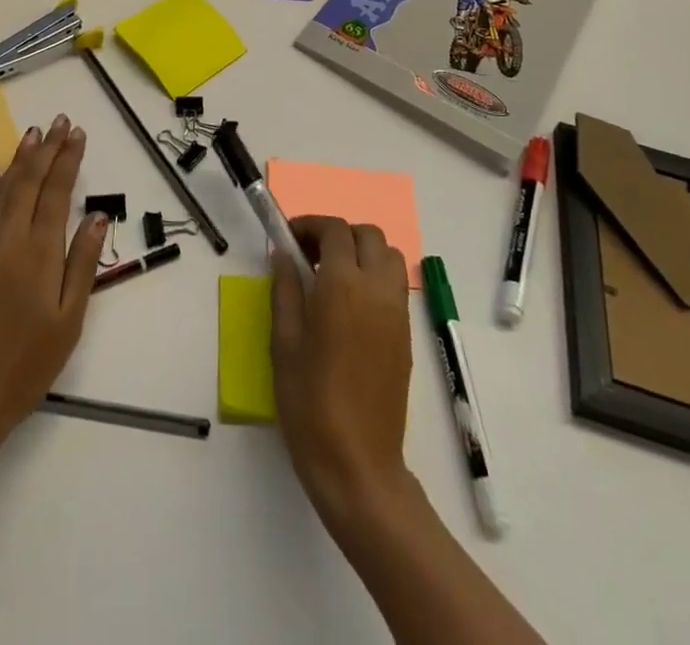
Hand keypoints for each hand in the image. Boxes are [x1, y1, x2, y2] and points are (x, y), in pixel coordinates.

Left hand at [0, 115, 107, 452]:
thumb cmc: (26, 365)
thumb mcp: (68, 320)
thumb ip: (82, 263)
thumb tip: (96, 216)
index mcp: (39, 252)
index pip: (57, 191)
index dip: (68, 160)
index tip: (78, 133)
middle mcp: (8, 237)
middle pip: (30, 181)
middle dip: (48, 148)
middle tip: (61, 121)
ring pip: (3, 188)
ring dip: (20, 158)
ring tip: (35, 132)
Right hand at [270, 216, 414, 515]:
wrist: (357, 464)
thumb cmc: (310, 403)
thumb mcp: (283, 342)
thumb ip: (285, 289)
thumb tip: (283, 253)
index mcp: (343, 286)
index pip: (334, 231)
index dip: (309, 225)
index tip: (287, 237)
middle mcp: (377, 289)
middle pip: (367, 235)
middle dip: (337, 234)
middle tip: (308, 255)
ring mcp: (397, 312)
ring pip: (388, 256)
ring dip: (361, 251)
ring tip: (331, 276)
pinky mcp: (406, 334)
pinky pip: (395, 284)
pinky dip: (375, 275)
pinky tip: (349, 303)